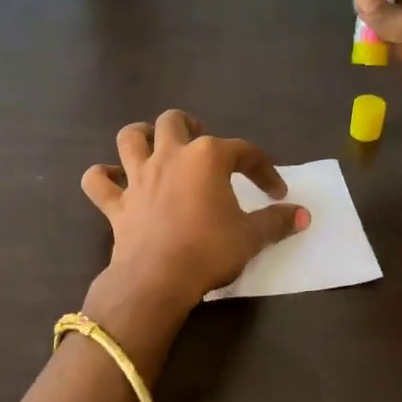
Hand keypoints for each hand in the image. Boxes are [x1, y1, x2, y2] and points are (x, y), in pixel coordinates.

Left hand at [81, 110, 308, 323]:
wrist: (158, 280)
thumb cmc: (209, 251)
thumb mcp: (251, 238)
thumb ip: (277, 222)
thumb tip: (303, 215)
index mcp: (207, 158)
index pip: (244, 152)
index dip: (264, 169)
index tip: (276, 192)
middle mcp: (170, 157)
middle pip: (175, 122)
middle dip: (190, 126)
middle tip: (202, 146)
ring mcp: (138, 177)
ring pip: (130, 137)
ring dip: (141, 136)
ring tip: (154, 147)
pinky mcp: (116, 204)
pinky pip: (98, 182)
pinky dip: (103, 178)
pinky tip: (113, 182)